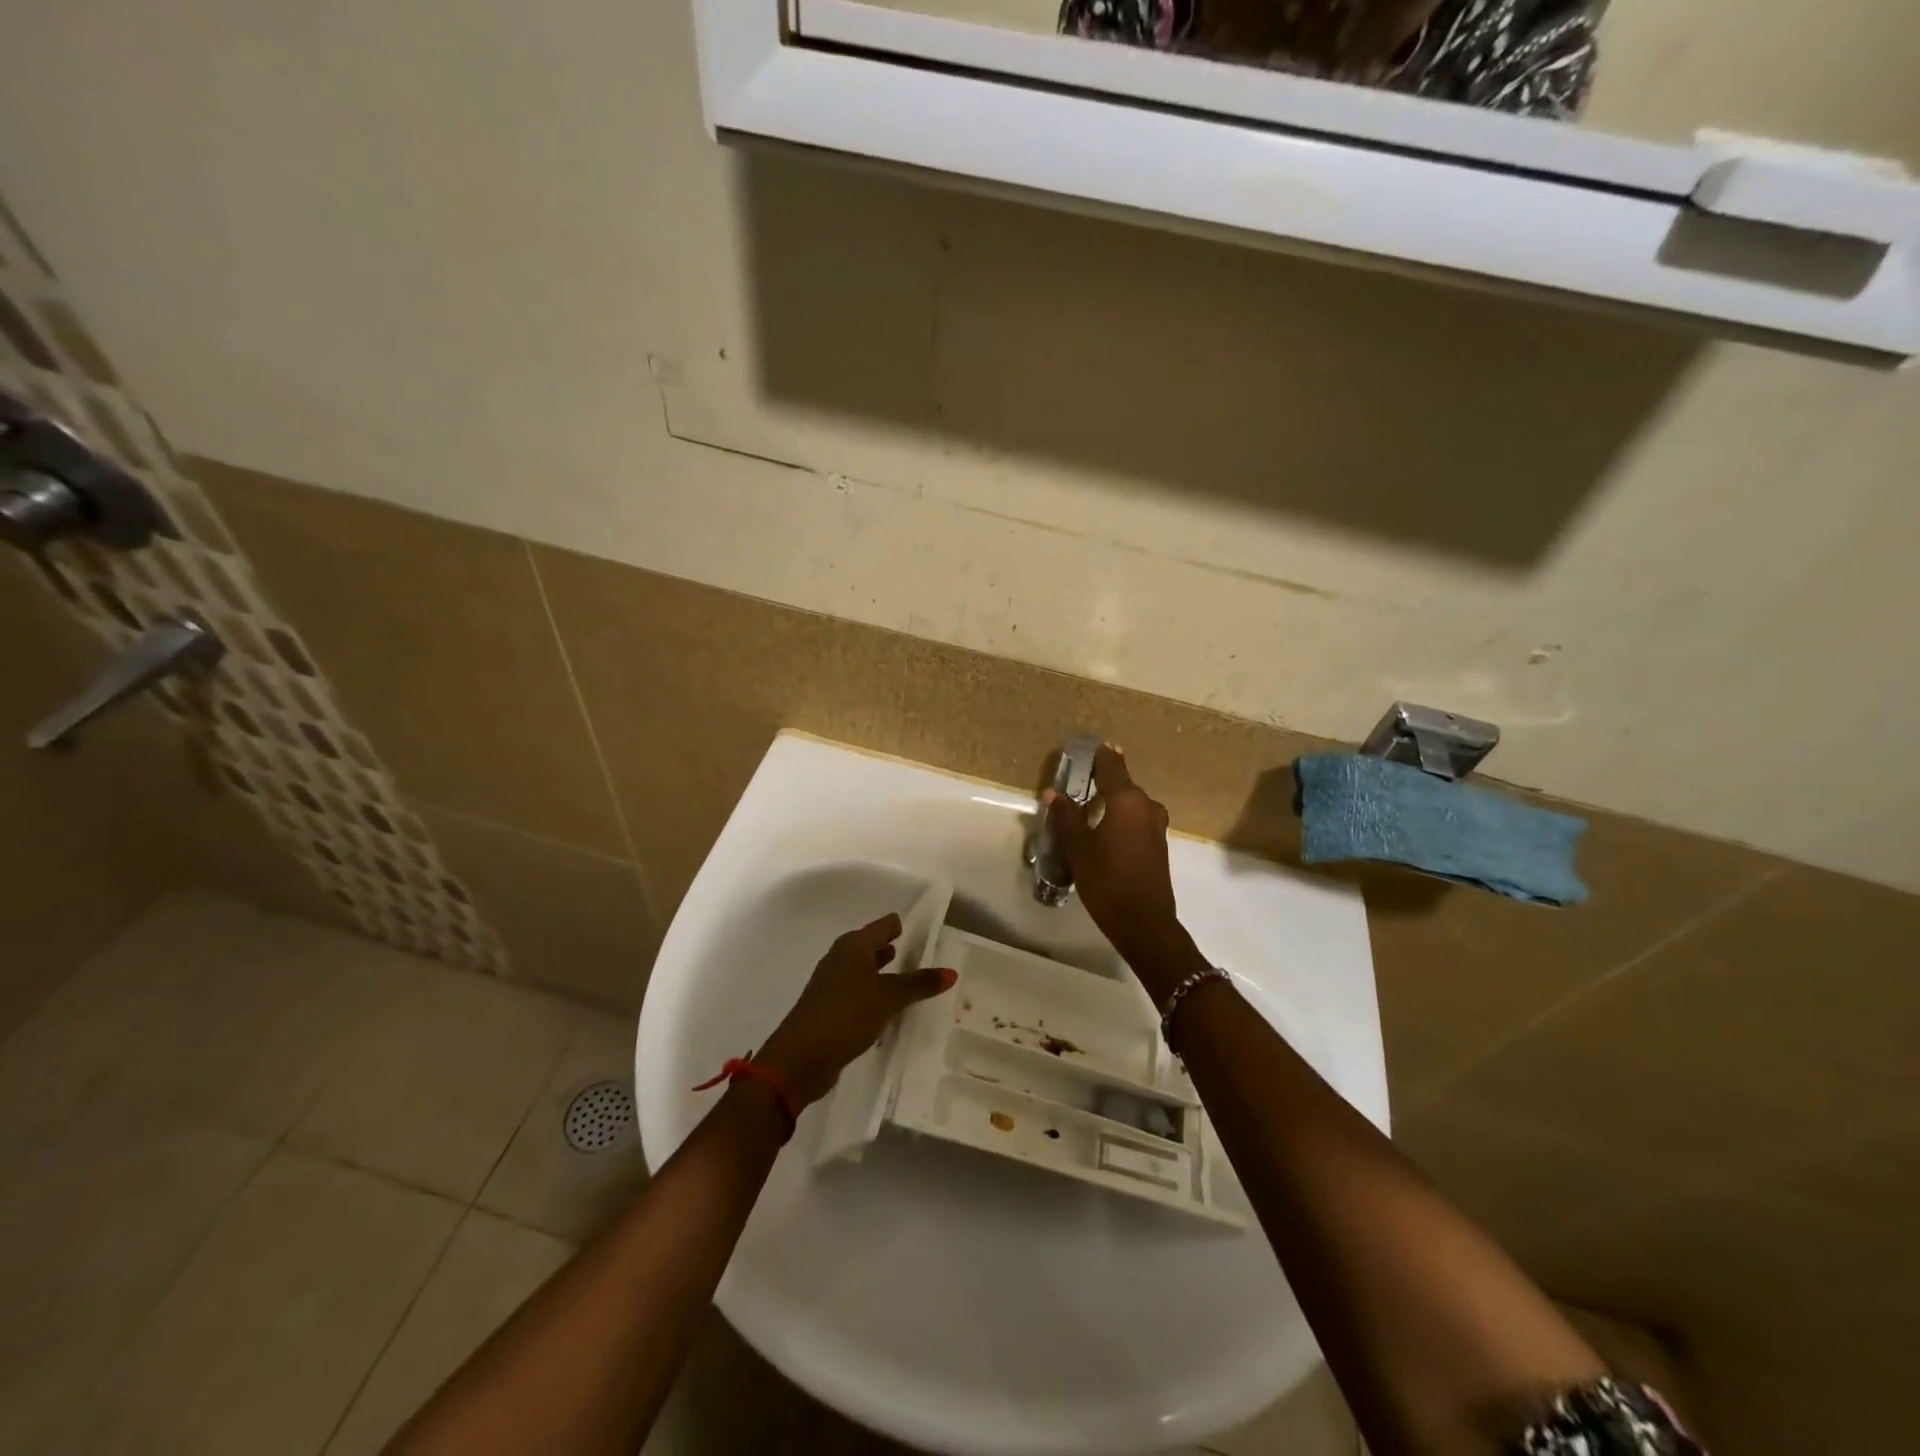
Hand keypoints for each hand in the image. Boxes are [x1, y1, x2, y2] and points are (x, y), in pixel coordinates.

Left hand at [756, 913, 955, 1107]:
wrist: (801, 1057)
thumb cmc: (847, 1014)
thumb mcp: (889, 997)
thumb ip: (919, 983)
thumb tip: (951, 972)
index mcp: (853, 946)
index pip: (883, 925)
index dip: (901, 926)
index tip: (923, 930)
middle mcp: (840, 958)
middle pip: (870, 945)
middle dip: (892, 948)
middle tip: (920, 953)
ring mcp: (831, 984)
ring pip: (862, 970)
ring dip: (882, 973)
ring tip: (906, 978)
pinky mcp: (828, 1008)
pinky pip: (857, 993)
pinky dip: (872, 993)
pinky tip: (886, 1007)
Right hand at [1043, 745, 1199, 996]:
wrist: (1145, 923)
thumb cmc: (1107, 882)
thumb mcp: (1078, 850)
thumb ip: (1066, 818)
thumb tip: (1054, 793)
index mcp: (1127, 801)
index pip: (1112, 765)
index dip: (1099, 756)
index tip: (1086, 748)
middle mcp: (1146, 806)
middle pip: (1122, 784)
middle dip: (1101, 781)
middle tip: (1078, 782)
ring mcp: (1156, 825)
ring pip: (1130, 803)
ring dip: (1111, 801)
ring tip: (1086, 807)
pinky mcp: (1158, 844)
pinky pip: (1136, 819)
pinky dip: (1120, 817)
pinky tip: (1103, 830)